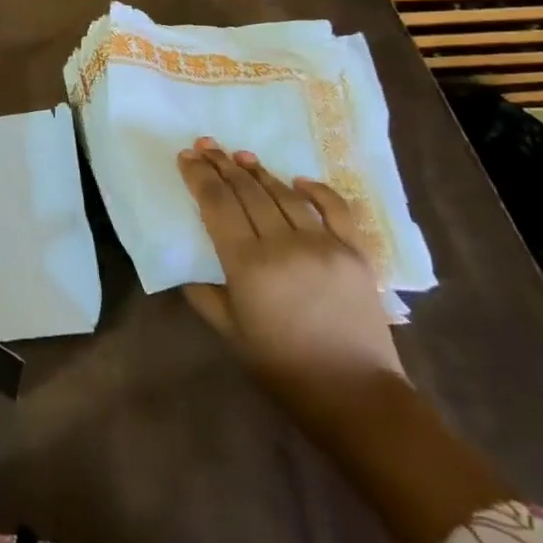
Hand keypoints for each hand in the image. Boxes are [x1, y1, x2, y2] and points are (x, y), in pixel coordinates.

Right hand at [178, 139, 403, 418]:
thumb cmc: (283, 367)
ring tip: (239, 155)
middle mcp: (284, 245)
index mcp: (247, 265)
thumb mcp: (229, 331)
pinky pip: (335, 208)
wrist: (356, 396)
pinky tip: (297, 179)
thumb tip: (188, 265)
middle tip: (206, 145)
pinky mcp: (355, 252)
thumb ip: (204, 292)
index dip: (199, 176)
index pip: (217, 204)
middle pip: (246, 191)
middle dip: (222, 165)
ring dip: (258, 171)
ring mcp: (323, 245)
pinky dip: (315, 189)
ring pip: (283, 194)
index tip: (186, 157)